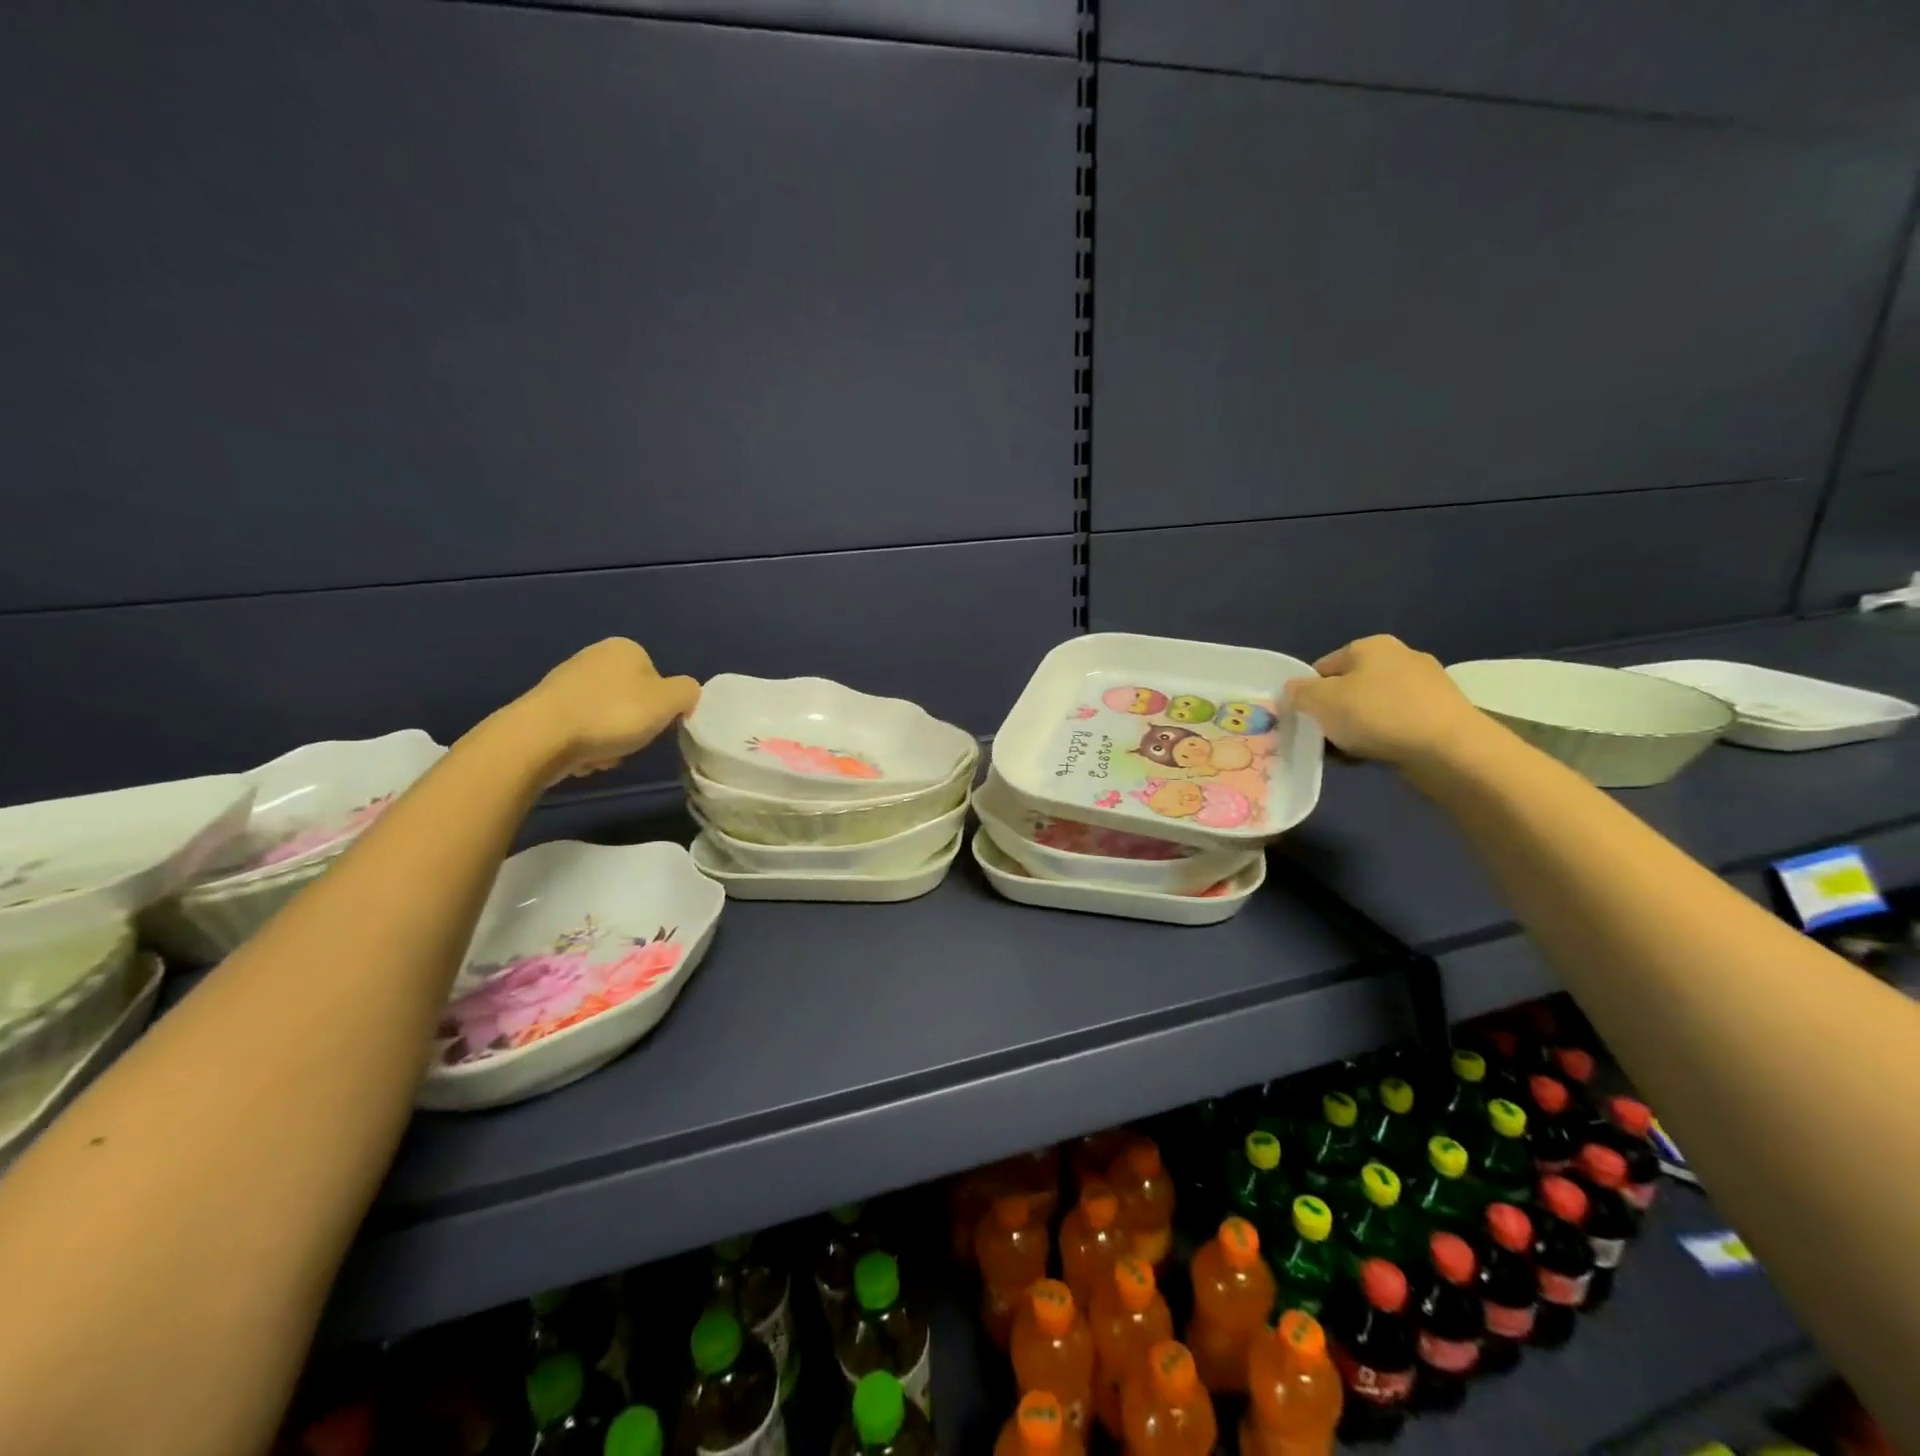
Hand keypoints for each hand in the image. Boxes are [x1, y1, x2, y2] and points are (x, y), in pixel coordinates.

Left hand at [510, 638, 700, 783]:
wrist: (541, 737)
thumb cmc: (613, 714)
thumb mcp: (669, 702)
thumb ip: (688, 693)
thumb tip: (685, 696)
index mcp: (625, 648)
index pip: (659, 679)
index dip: (662, 707)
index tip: (656, 727)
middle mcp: (595, 656)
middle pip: (633, 699)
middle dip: (635, 726)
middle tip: (631, 743)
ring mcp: (567, 681)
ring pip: (608, 717)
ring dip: (612, 740)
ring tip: (604, 754)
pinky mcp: (546, 707)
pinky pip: (582, 729)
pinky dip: (587, 745)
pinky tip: (582, 757)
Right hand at [1285, 635, 1487, 767]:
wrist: (1449, 749)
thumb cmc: (1377, 715)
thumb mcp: (1320, 701)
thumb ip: (1299, 693)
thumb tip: (1294, 689)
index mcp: (1370, 645)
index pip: (1323, 667)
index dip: (1308, 694)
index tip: (1305, 720)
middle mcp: (1400, 656)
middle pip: (1350, 686)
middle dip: (1335, 711)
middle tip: (1326, 738)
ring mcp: (1426, 684)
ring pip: (1373, 707)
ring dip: (1359, 727)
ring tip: (1352, 751)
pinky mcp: (1442, 712)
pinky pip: (1398, 723)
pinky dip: (1385, 736)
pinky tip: (1379, 755)